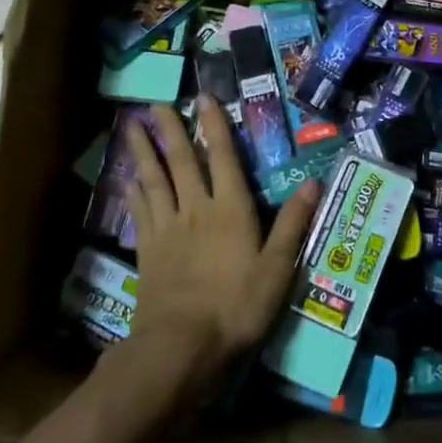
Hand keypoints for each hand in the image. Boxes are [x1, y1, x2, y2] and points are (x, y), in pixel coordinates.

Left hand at [123, 97, 316, 381]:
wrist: (180, 344)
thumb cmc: (236, 305)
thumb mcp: (277, 268)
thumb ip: (293, 223)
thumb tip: (314, 182)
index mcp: (231, 209)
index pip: (224, 157)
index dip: (214, 126)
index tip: (203, 98)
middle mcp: (197, 208)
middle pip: (182, 161)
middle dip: (170, 130)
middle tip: (156, 102)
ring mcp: (168, 228)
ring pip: (155, 180)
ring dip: (144, 152)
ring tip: (132, 127)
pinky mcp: (148, 250)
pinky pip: (140, 211)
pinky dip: (133, 191)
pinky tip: (127, 179)